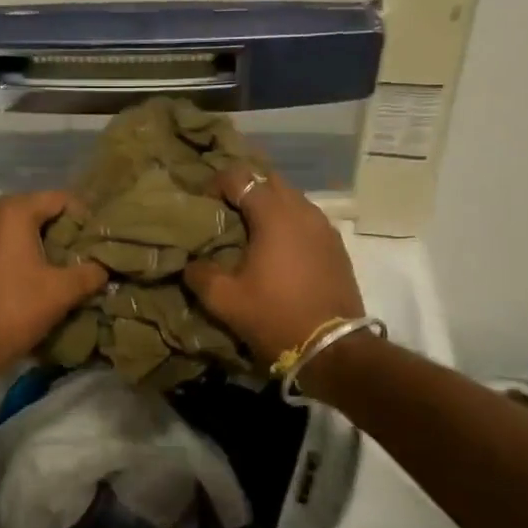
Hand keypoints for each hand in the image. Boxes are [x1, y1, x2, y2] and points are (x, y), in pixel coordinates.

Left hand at [0, 191, 106, 378]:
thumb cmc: (14, 310)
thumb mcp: (62, 292)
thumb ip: (90, 273)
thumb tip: (104, 268)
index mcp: (13, 211)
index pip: (60, 199)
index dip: (84, 217)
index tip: (98, 240)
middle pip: (37, 209)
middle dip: (61, 229)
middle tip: (83, 253)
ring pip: (16, 226)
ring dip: (39, 241)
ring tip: (61, 266)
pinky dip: (17, 251)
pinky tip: (31, 275)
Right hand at [183, 165, 363, 364]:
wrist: (333, 350)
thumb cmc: (276, 317)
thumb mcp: (225, 300)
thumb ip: (201, 274)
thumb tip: (191, 263)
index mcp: (273, 215)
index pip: (240, 177)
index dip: (217, 184)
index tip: (204, 204)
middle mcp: (302, 210)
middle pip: (269, 180)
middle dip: (246, 188)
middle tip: (226, 212)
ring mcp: (324, 227)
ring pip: (291, 198)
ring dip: (270, 206)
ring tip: (251, 230)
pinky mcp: (336, 246)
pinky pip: (307, 219)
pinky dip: (289, 223)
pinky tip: (278, 248)